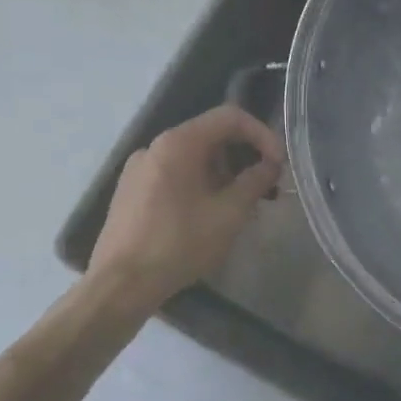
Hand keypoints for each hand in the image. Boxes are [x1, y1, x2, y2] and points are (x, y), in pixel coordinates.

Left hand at [88, 105, 284, 312]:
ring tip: (239, 208)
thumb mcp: (229, 214)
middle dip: (244, 158)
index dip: (262, 134)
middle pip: (210, 137)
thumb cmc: (179, 244)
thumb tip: (271, 165)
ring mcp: (139, 168)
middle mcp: (155, 146)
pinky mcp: (131, 191)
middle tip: (264, 189)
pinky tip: (208, 217)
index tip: (278, 164)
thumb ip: (255, 182)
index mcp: (178, 143)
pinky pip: (174, 175)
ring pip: (193, 158)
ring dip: (223, 175)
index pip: (229, 117)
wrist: (121, 284)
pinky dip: (200, 185)